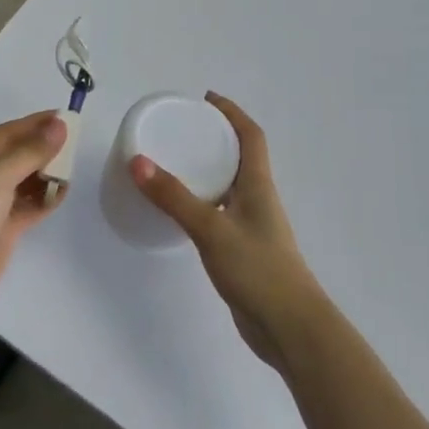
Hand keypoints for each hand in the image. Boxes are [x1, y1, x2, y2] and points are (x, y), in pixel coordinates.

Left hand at [0, 112, 68, 308]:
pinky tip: (64, 191)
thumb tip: (60, 124)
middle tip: (76, 144)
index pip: (9, 132)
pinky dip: (45, 198)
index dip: (37, 124)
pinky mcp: (1, 229)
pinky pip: (29, 206)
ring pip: (25, 181)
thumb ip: (31, 150)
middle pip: (18, 155)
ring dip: (46, 173)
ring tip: (72, 167)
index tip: (68, 117)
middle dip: (44, 149)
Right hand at [129, 93, 326, 371]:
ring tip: (174, 164)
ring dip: (207, 170)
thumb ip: (174, 197)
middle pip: (240, 157)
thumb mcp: (211, 229)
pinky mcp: (244, 251)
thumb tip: (137, 161)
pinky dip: (202, 202)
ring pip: (229, 186)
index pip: (251, 136)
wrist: (291, 329)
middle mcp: (258, 199)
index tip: (206, 99)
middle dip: (214, 138)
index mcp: (258, 184)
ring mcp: (253, 227)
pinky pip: (221, 213)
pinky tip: (181, 212)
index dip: (232, 113)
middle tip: (180, 130)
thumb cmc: (258, 269)